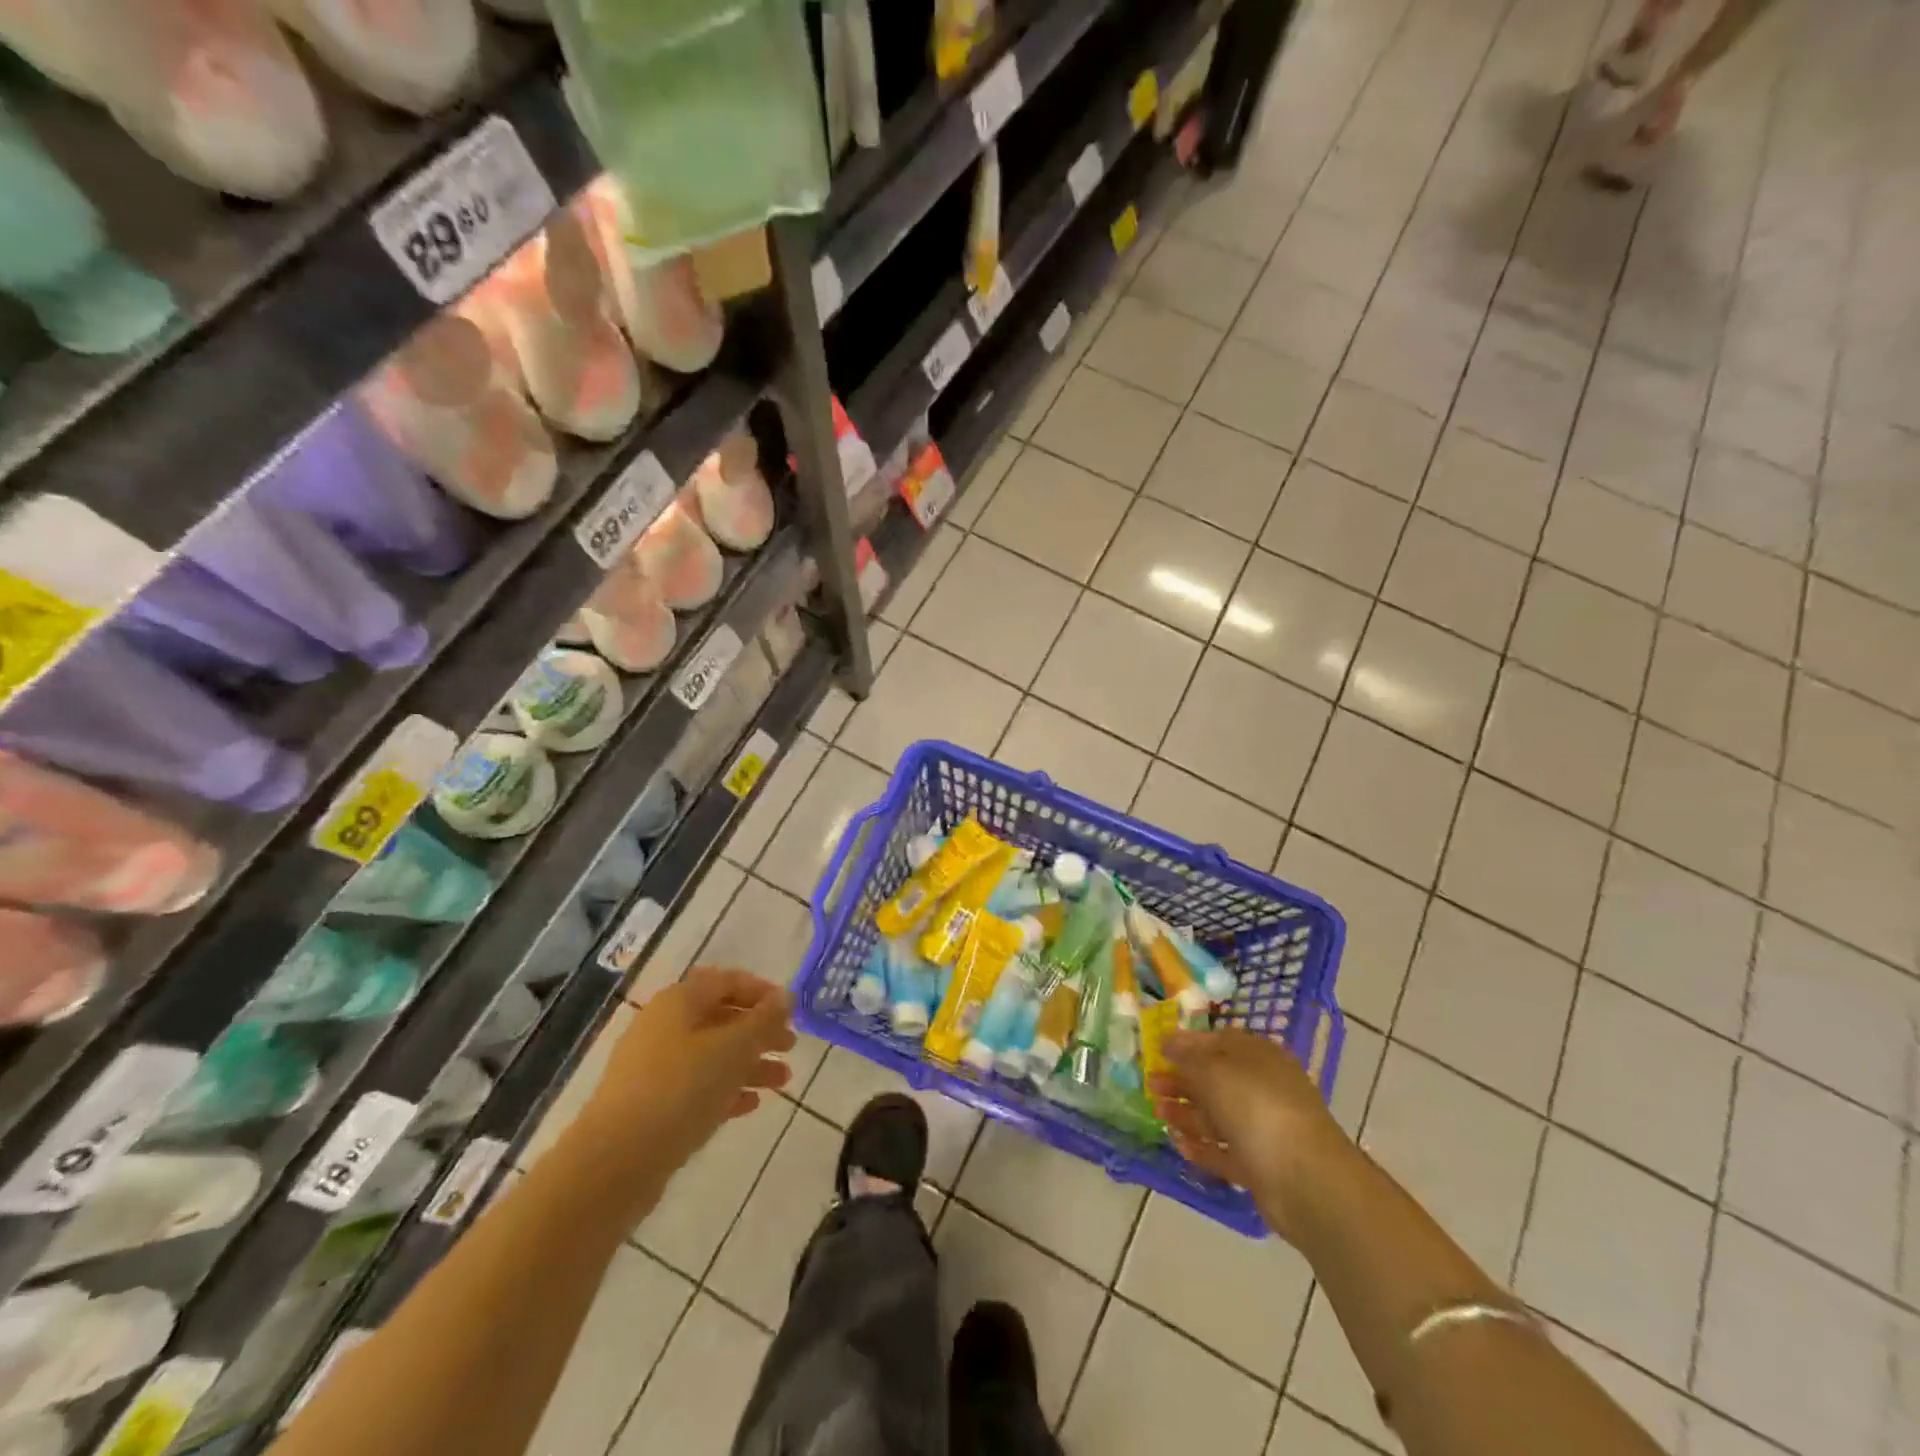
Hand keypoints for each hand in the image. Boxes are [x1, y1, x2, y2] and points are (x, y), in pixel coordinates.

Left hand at [581, 966, 795, 1173]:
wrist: (615, 1162)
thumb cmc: (681, 1089)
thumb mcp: (733, 1048)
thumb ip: (764, 1020)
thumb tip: (786, 997)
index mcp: (679, 1002)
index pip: (726, 981)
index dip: (761, 991)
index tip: (790, 1011)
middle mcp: (664, 1027)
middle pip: (721, 1018)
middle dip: (759, 1032)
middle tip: (790, 1047)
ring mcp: (654, 1068)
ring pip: (712, 1055)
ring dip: (749, 1064)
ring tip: (782, 1082)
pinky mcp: (651, 1105)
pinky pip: (696, 1087)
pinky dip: (726, 1090)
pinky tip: (751, 1104)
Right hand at [1149, 1027, 1351, 1241]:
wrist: (1303, 1178)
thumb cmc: (1255, 1105)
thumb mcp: (1213, 1069)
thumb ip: (1186, 1055)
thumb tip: (1167, 1040)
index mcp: (1258, 1056)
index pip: (1218, 1041)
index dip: (1187, 1043)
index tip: (1156, 1048)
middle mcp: (1262, 1088)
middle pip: (1215, 1080)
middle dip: (1181, 1081)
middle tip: (1150, 1083)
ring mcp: (1263, 1128)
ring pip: (1217, 1116)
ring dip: (1185, 1113)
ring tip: (1157, 1113)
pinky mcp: (1260, 1165)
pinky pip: (1225, 1151)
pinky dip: (1202, 1148)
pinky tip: (1178, 1144)